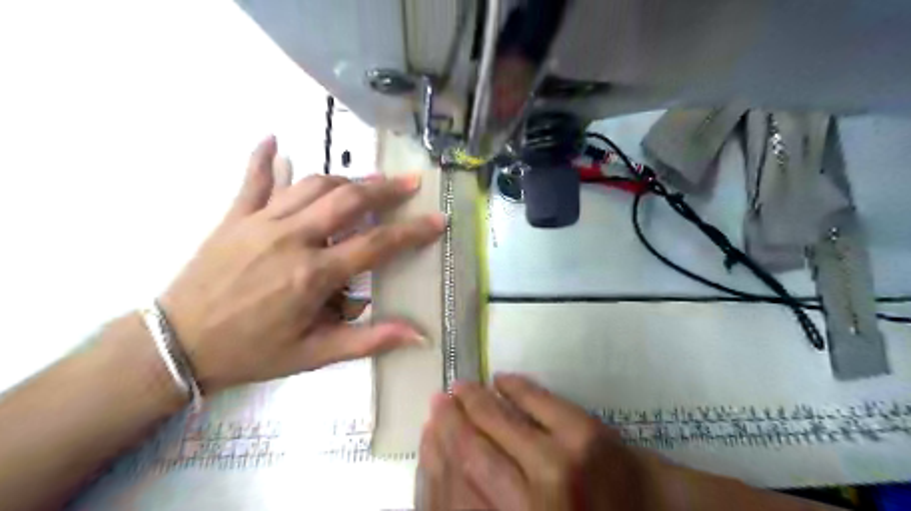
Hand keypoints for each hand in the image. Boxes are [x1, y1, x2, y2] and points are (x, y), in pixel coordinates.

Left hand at [164, 135, 447, 391]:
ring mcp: (260, 221)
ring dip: (345, 179)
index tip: (438, 220)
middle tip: (411, 182)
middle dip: (385, 188)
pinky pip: (252, 179)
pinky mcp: (234, 216)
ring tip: (368, 182)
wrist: (176, 346)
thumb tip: (420, 337)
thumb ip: (370, 341)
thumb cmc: (252, 352)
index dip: (413, 231)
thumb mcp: (316, 355)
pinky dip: (263, 158)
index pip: (377, 244)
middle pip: (349, 200)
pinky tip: (274, 139)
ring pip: (312, 185)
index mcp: (314, 274)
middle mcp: (292, 238)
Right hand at [420, 373, 655, 508]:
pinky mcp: (581, 432)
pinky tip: (499, 380)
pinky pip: (533, 398)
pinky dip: (513, 386)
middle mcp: (528, 502)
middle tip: (437, 400)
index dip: (434, 455)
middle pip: (469, 451)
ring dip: (473, 400)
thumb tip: (447, 463)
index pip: (454, 490)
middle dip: (447, 422)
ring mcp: (555, 463)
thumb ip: (488, 500)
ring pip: (495, 421)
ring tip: (460, 388)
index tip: (426, 430)